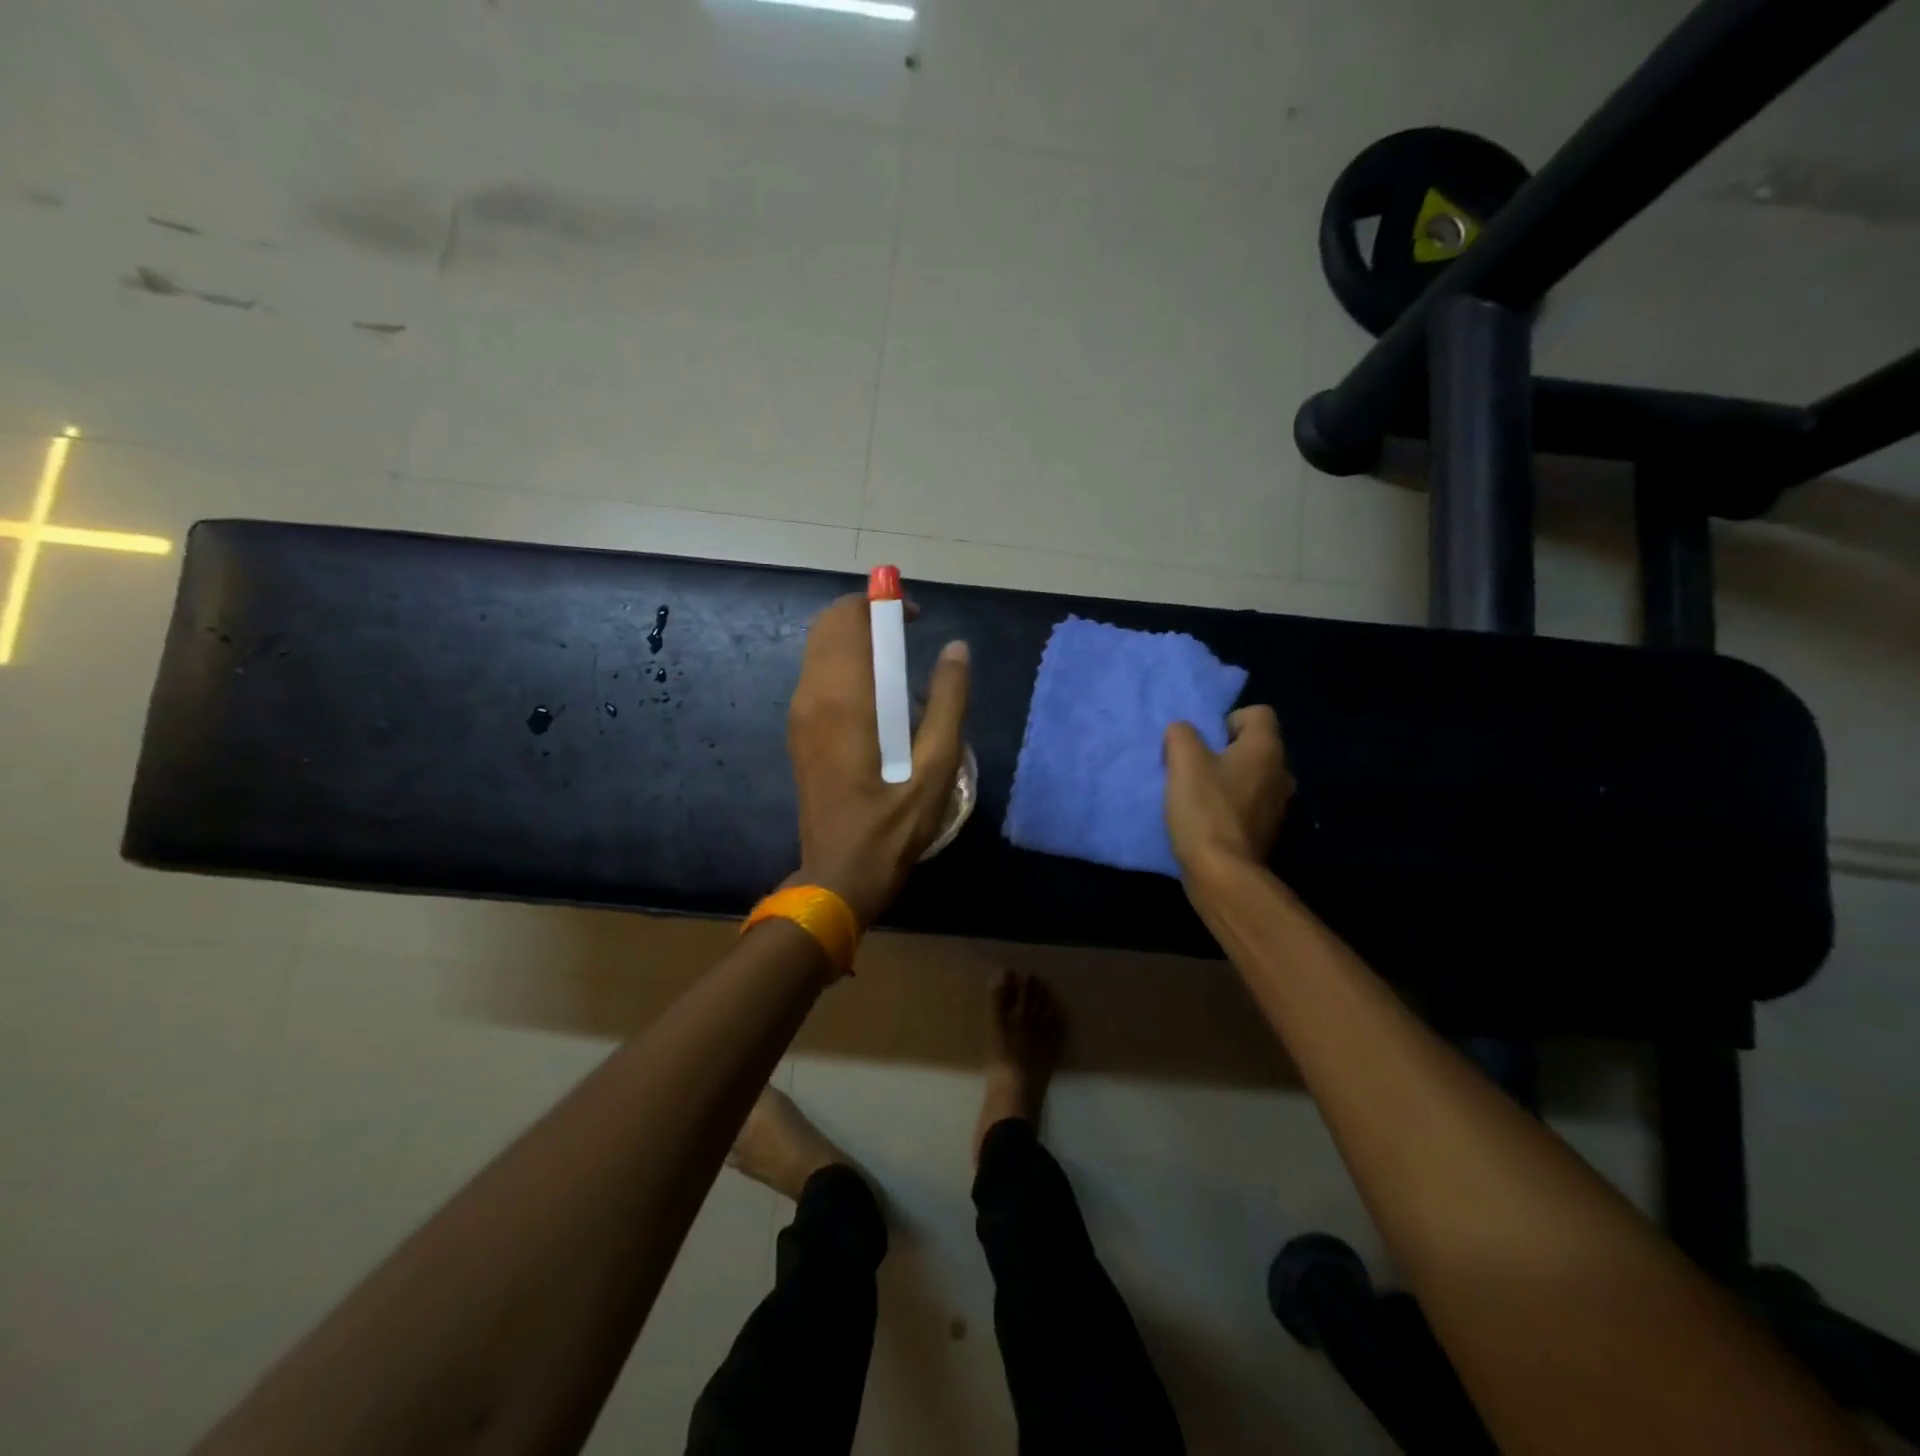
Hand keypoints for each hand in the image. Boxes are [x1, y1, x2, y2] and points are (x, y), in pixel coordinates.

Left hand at [787, 593, 969, 927]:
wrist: (839, 874)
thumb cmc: (893, 824)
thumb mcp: (937, 765)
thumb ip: (950, 700)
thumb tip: (956, 648)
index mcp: (844, 697)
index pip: (848, 617)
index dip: (882, 604)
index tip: (916, 620)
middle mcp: (812, 695)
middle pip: (829, 625)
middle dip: (867, 617)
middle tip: (909, 639)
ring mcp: (799, 714)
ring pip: (820, 649)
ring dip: (856, 641)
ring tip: (899, 668)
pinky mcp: (799, 732)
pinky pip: (818, 676)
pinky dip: (845, 665)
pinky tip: (878, 699)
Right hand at [1163, 706, 1292, 880]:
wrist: (1223, 873)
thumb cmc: (1205, 809)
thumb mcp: (1183, 761)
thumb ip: (1181, 734)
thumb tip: (1183, 733)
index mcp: (1266, 748)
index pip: (1258, 713)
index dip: (1227, 720)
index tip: (1203, 742)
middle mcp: (1282, 772)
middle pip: (1253, 746)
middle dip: (1224, 752)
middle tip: (1194, 768)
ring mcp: (1279, 805)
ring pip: (1251, 777)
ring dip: (1227, 780)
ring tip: (1198, 796)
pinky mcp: (1268, 831)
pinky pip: (1249, 804)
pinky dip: (1231, 806)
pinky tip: (1207, 820)